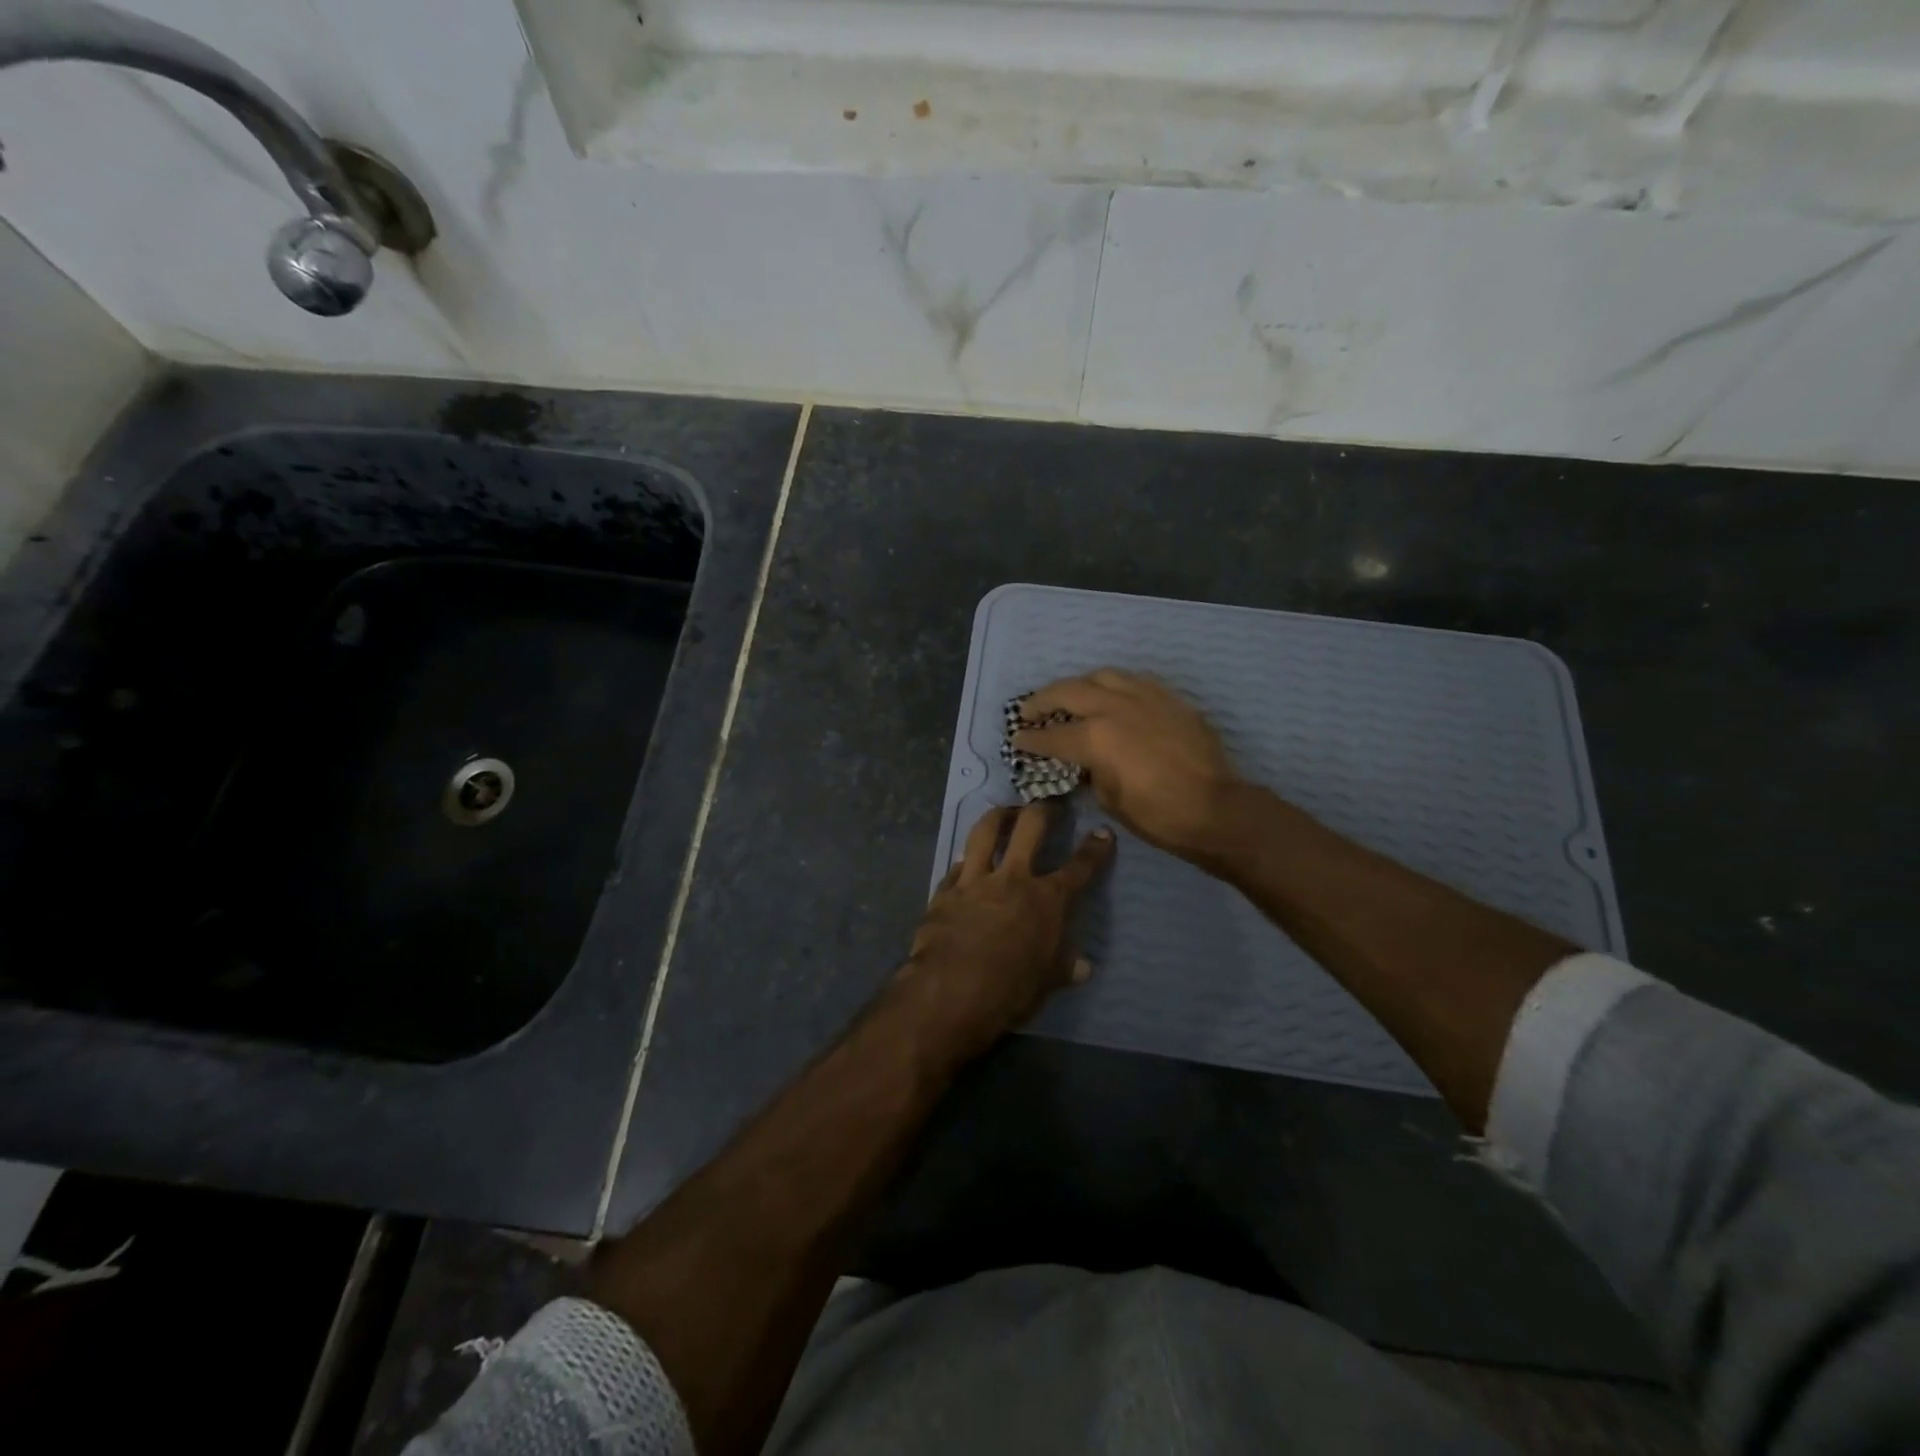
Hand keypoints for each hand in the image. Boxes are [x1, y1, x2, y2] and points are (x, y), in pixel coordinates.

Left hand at [898, 803, 1114, 1055]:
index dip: (1094, 849)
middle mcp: (1013, 878)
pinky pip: (956, 866)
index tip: (1102, 832)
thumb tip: (1084, 966)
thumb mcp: (1046, 982)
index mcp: (1047, 900)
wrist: (951, 990)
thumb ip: (1063, 967)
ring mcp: (976, 880)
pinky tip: (965, 862)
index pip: (1078, 868)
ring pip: (986, 831)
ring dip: (998, 816)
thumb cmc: (1010, 989)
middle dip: (1043, 810)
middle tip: (1048, 804)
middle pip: (1030, 828)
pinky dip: (965, 861)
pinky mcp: (945, 890)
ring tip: (1004, 811)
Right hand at [1013, 670, 1239, 859]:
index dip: (1030, 739)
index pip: (1052, 735)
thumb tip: (1087, 761)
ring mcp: (1145, 697)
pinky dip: (1114, 686)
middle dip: (1043, 700)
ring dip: (1079, 685)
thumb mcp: (1110, 799)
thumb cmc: (1158, 815)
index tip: (1017, 739)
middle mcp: (1115, 707)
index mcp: (1095, 737)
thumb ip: (1091, 772)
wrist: (1216, 808)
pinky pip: (1134, 681)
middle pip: (1068, 691)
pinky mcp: (1170, 698)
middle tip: (1030, 710)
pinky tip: (1113, 696)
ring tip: (1072, 696)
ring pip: (1102, 676)